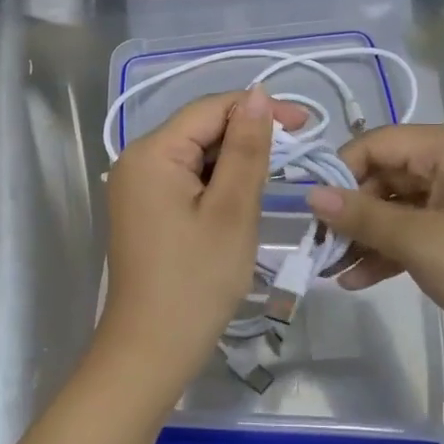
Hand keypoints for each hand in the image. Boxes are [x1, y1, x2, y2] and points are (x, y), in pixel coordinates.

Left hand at [96, 87, 305, 393]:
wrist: (151, 350)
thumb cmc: (197, 281)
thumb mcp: (232, 210)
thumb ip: (246, 148)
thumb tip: (258, 93)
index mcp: (152, 153)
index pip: (210, 109)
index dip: (258, 109)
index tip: (307, 125)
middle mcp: (136, 160)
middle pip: (200, 129)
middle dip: (247, 136)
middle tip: (296, 156)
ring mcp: (136, 186)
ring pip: (195, 155)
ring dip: (234, 161)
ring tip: (275, 178)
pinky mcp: (144, 209)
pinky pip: (185, 179)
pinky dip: (216, 183)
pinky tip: (242, 198)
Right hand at [305, 124, 443, 361]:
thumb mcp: (418, 241)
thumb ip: (362, 216)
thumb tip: (311, 195)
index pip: (376, 143)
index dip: (339, 173)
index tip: (310, 211)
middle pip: (387, 175)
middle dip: (352, 213)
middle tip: (318, 249)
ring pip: (400, 206)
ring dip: (368, 237)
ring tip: (332, 271)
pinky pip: (421, 227)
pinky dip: (394, 249)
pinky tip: (361, 279)